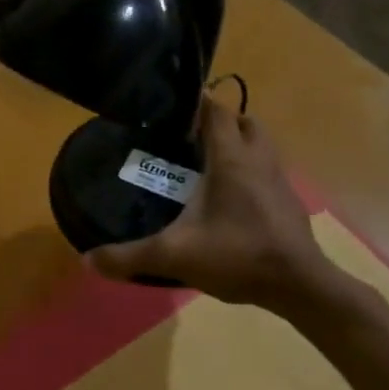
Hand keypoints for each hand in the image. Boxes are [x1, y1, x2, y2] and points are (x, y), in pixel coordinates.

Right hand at [88, 93, 341, 317]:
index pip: (216, 110)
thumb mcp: (174, 256)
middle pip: (244, 122)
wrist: (300, 287)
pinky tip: (230, 199)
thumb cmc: (238, 255)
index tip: (171, 107)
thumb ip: (129, 256)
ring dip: (239, 145)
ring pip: (261, 145)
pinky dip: (250, 173)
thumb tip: (88, 260)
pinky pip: (268, 172)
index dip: (196, 102)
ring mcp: (279, 181)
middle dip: (221, 122)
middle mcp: (258, 160)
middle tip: (190, 137)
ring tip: (209, 164)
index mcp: (230, 159)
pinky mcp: (288, 203)